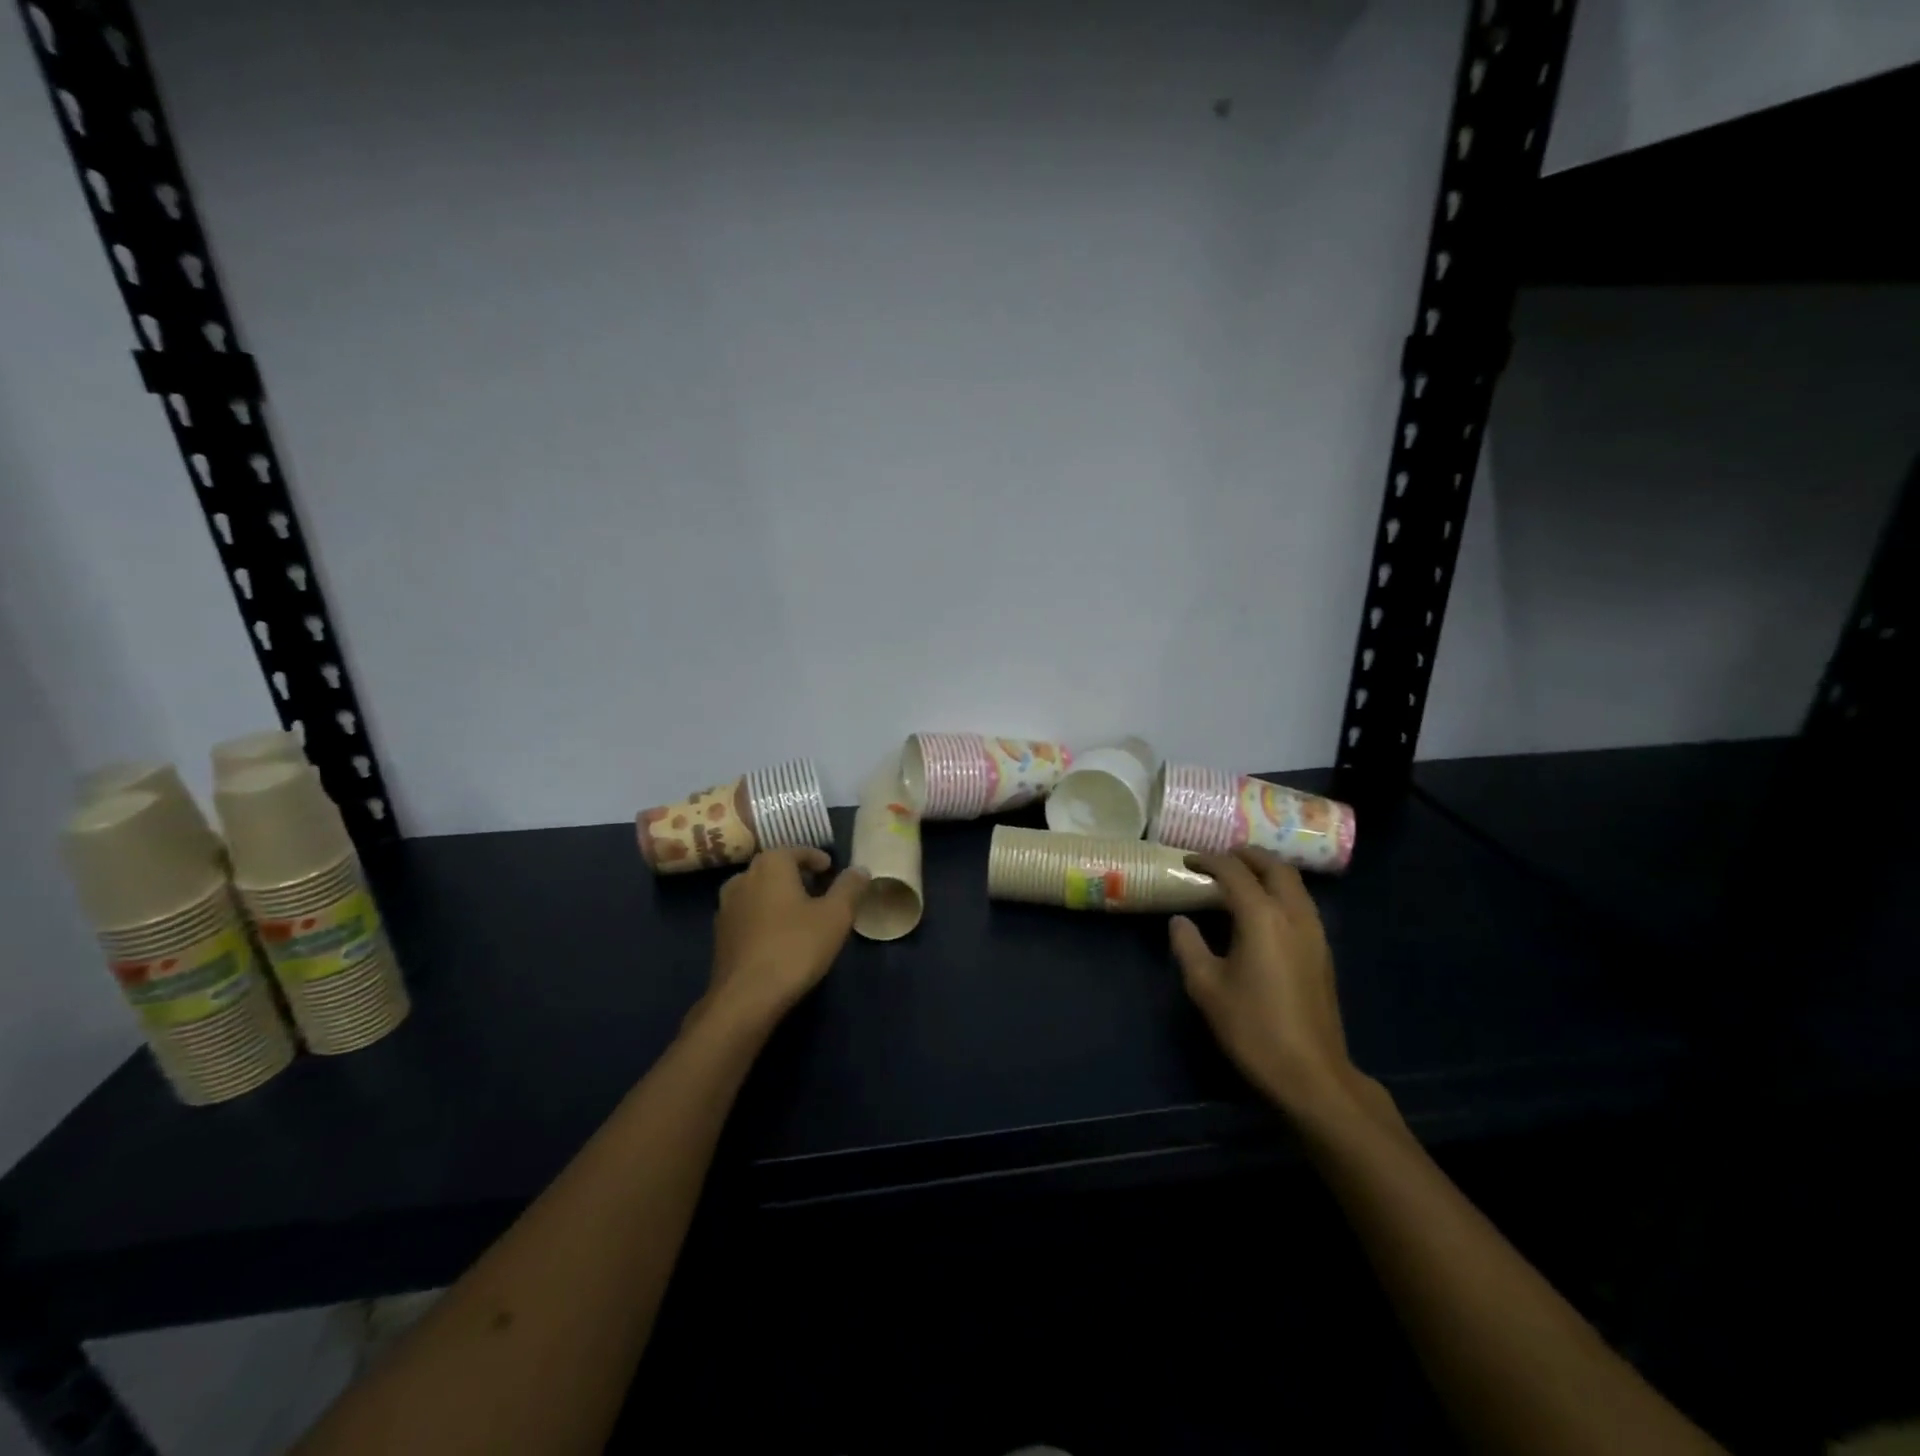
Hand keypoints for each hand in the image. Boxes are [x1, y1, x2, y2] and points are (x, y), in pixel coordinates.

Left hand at [704, 847, 868, 1028]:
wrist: (746, 997)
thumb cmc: (796, 947)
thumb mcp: (836, 916)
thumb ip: (849, 888)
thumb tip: (859, 869)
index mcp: (770, 865)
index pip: (797, 851)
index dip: (817, 859)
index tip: (831, 870)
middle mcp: (743, 878)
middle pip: (775, 868)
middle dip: (797, 875)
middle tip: (820, 890)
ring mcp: (726, 907)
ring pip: (759, 891)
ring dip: (779, 896)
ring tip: (801, 913)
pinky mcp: (720, 935)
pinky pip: (748, 914)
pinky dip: (765, 916)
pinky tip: (779, 936)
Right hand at [1170, 847, 1366, 1118]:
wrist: (1311, 1074)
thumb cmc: (1252, 1028)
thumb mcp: (1206, 987)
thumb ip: (1188, 946)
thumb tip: (1180, 921)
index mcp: (1262, 917)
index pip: (1234, 872)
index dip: (1209, 860)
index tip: (1189, 861)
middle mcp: (1293, 915)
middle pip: (1274, 867)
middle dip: (1247, 856)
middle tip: (1220, 858)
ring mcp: (1314, 933)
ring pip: (1294, 884)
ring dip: (1268, 871)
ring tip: (1241, 878)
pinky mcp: (1323, 952)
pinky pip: (1301, 904)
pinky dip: (1281, 892)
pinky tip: (1263, 912)